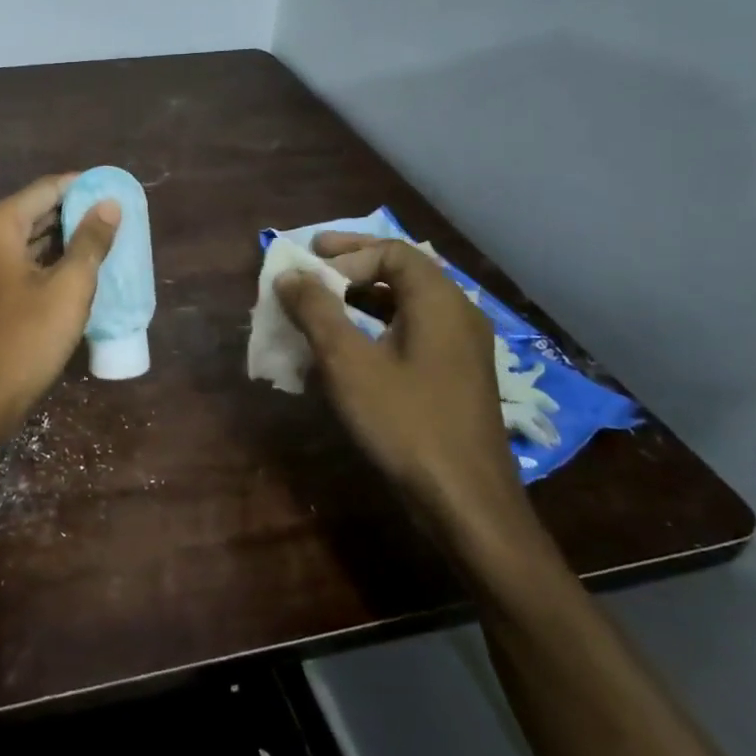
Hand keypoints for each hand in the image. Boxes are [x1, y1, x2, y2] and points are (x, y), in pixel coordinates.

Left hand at [0, 173, 120, 424]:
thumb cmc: (27, 339)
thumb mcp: (69, 288)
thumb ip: (90, 242)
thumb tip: (108, 204)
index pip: (45, 189)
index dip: (81, 187)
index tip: (112, 190)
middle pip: (31, 211)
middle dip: (71, 213)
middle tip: (112, 217)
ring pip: (21, 238)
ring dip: (58, 238)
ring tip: (99, 240)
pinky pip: (12, 261)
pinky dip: (41, 260)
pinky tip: (70, 269)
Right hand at [275, 233, 527, 541]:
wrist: (465, 503)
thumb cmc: (406, 424)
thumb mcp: (349, 364)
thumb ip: (317, 312)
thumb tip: (289, 275)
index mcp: (440, 302)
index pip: (391, 252)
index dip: (345, 254)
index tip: (306, 268)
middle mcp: (457, 315)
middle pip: (402, 273)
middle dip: (351, 267)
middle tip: (310, 267)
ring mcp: (460, 348)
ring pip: (405, 305)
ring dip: (360, 299)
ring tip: (320, 306)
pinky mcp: (454, 377)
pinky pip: (411, 333)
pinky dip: (375, 328)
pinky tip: (347, 350)